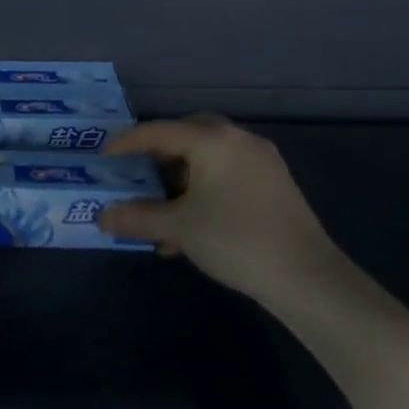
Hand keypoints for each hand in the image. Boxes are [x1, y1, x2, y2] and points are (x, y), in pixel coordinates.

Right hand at [98, 114, 358, 313]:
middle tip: (136, 171)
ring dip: (181, 176)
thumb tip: (102, 217)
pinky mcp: (274, 185)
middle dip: (158, 153)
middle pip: (187, 135)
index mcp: (213, 141)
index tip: (104, 157)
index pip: (158, 131)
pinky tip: (190, 224)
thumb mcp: (178, 228)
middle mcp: (238, 141)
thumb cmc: (235, 240)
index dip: (126, 143)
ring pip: (208, 157)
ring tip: (160, 207)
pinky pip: (227, 174)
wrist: (307, 277)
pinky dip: (203, 188)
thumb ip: (137, 217)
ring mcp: (261, 162)